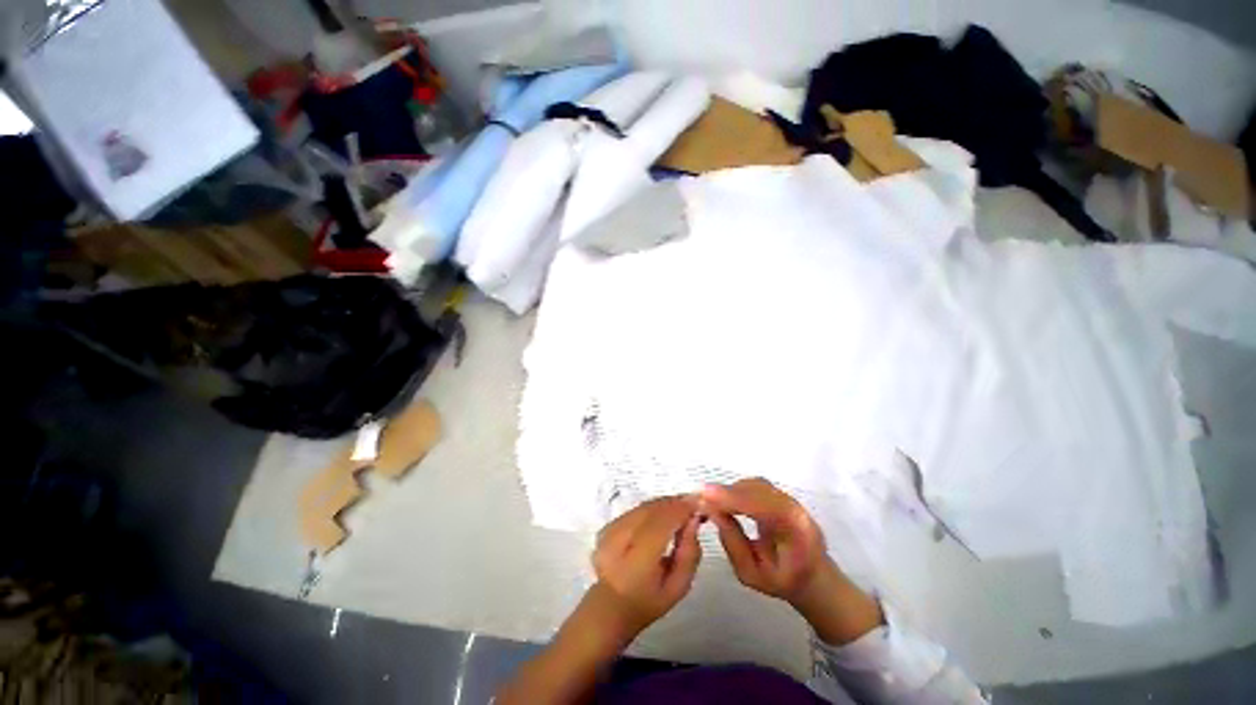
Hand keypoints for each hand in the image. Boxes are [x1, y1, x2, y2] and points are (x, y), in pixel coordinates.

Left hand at [591, 496, 702, 636]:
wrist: (609, 606)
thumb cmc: (648, 602)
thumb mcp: (678, 587)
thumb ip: (689, 554)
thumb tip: (694, 520)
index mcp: (637, 562)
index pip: (661, 524)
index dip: (681, 509)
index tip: (700, 503)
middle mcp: (619, 541)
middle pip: (652, 510)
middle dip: (675, 503)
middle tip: (694, 503)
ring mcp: (610, 531)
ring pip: (644, 506)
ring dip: (664, 504)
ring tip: (682, 508)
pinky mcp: (607, 526)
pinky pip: (636, 509)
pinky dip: (652, 508)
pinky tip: (664, 515)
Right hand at [700, 478, 828, 604]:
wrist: (812, 577)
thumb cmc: (783, 581)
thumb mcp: (753, 575)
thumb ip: (733, 544)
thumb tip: (713, 513)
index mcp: (796, 530)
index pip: (762, 506)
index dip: (733, 498)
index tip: (706, 494)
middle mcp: (795, 507)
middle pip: (757, 489)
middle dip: (728, 493)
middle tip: (701, 500)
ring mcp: (789, 498)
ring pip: (755, 484)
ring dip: (731, 490)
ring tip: (711, 502)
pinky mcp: (779, 494)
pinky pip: (755, 486)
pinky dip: (736, 490)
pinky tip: (724, 500)